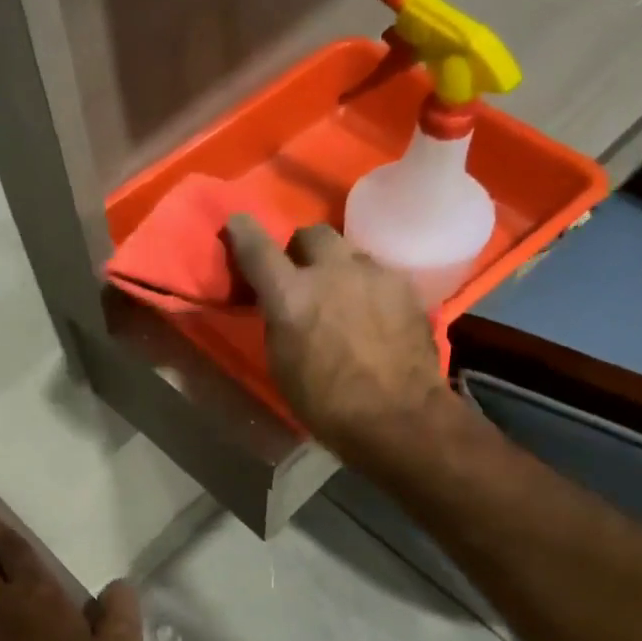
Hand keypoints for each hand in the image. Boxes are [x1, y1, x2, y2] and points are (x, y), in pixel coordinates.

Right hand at [224, 217, 456, 458]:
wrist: (399, 417)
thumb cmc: (326, 403)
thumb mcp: (282, 363)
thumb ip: (279, 321)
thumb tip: (281, 303)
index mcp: (291, 295)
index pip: (257, 247)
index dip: (243, 233)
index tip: (237, 224)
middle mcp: (331, 271)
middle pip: (312, 234)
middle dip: (302, 249)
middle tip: (302, 273)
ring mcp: (373, 274)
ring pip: (349, 252)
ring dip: (339, 267)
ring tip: (344, 295)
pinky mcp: (405, 286)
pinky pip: (378, 273)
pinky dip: (368, 286)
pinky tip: (374, 313)